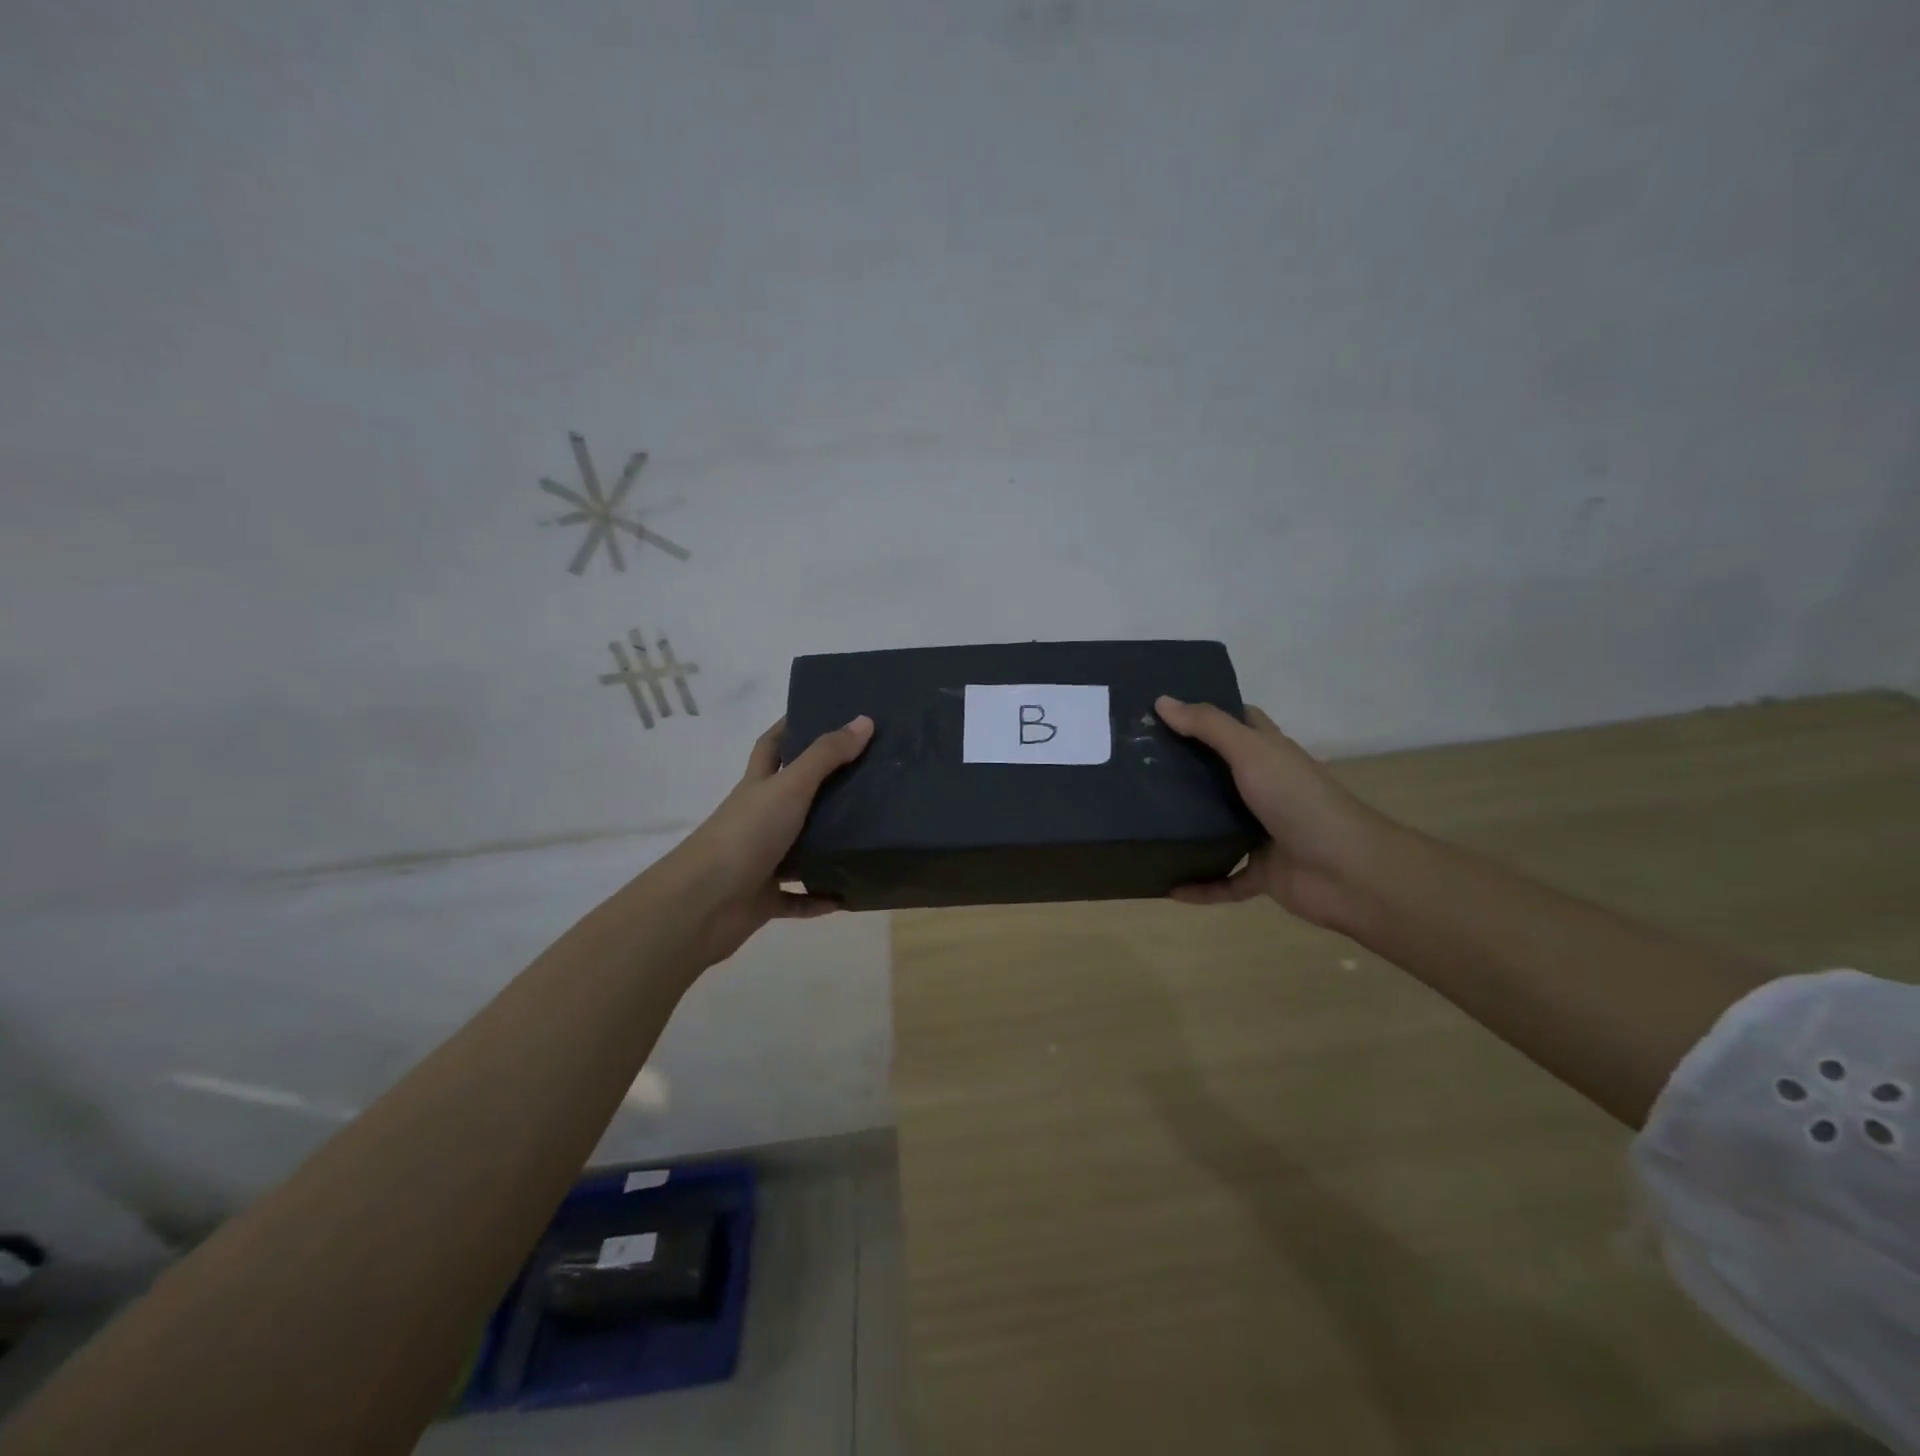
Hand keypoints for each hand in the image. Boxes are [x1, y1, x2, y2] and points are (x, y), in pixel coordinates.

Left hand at [661, 714, 873, 966]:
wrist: (703, 904)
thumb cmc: (746, 834)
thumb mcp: (790, 787)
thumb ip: (826, 756)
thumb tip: (864, 720)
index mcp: (758, 787)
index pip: (771, 746)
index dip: (790, 727)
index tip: (821, 714)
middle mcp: (757, 819)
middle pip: (790, 796)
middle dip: (821, 786)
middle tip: (865, 776)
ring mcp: (759, 860)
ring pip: (797, 847)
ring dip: (825, 845)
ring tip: (868, 835)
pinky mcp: (764, 898)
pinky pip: (797, 898)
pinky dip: (819, 897)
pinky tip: (846, 895)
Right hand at [1154, 696, 1388, 927]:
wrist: (1348, 871)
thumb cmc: (1299, 800)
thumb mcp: (1251, 752)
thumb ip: (1208, 727)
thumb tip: (1162, 701)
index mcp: (1269, 755)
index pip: (1240, 723)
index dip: (1206, 713)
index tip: (1162, 711)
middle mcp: (1266, 789)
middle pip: (1221, 773)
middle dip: (1184, 769)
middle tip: (1135, 763)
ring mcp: (1265, 833)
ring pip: (1219, 827)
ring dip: (1188, 827)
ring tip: (1141, 819)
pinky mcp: (1263, 873)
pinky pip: (1224, 880)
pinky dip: (1201, 886)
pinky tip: (1168, 887)